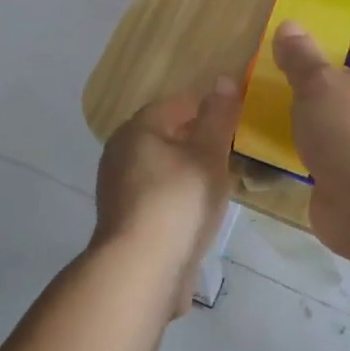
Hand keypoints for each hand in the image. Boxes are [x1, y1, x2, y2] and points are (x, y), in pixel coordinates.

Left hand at [94, 78, 240, 317]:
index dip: (204, 107)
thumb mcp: (208, 154)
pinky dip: (177, 198)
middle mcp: (120, 154)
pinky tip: (198, 213)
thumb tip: (223, 79)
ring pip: (160, 168)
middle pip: (164, 135)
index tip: (231, 120)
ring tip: (218, 182)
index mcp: (136, 130)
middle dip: (195, 140)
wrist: (141, 271)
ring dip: (187, 171)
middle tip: (228, 151)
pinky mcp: (124, 222)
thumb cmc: (178, 201)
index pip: (174, 104)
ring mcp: (118, 190)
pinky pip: (156, 197)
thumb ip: (218, 116)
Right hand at [271, 22, 349, 258]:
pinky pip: (318, 151)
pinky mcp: (346, 177)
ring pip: (330, 118)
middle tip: (276, 60)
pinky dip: (298, 145)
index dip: (349, 28)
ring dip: (305, 110)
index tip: (319, 20)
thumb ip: (302, 57)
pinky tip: (268, 140)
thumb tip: (289, 25)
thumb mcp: (321, 86)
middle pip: (348, 81)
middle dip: (317, 71)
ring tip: (264, 97)